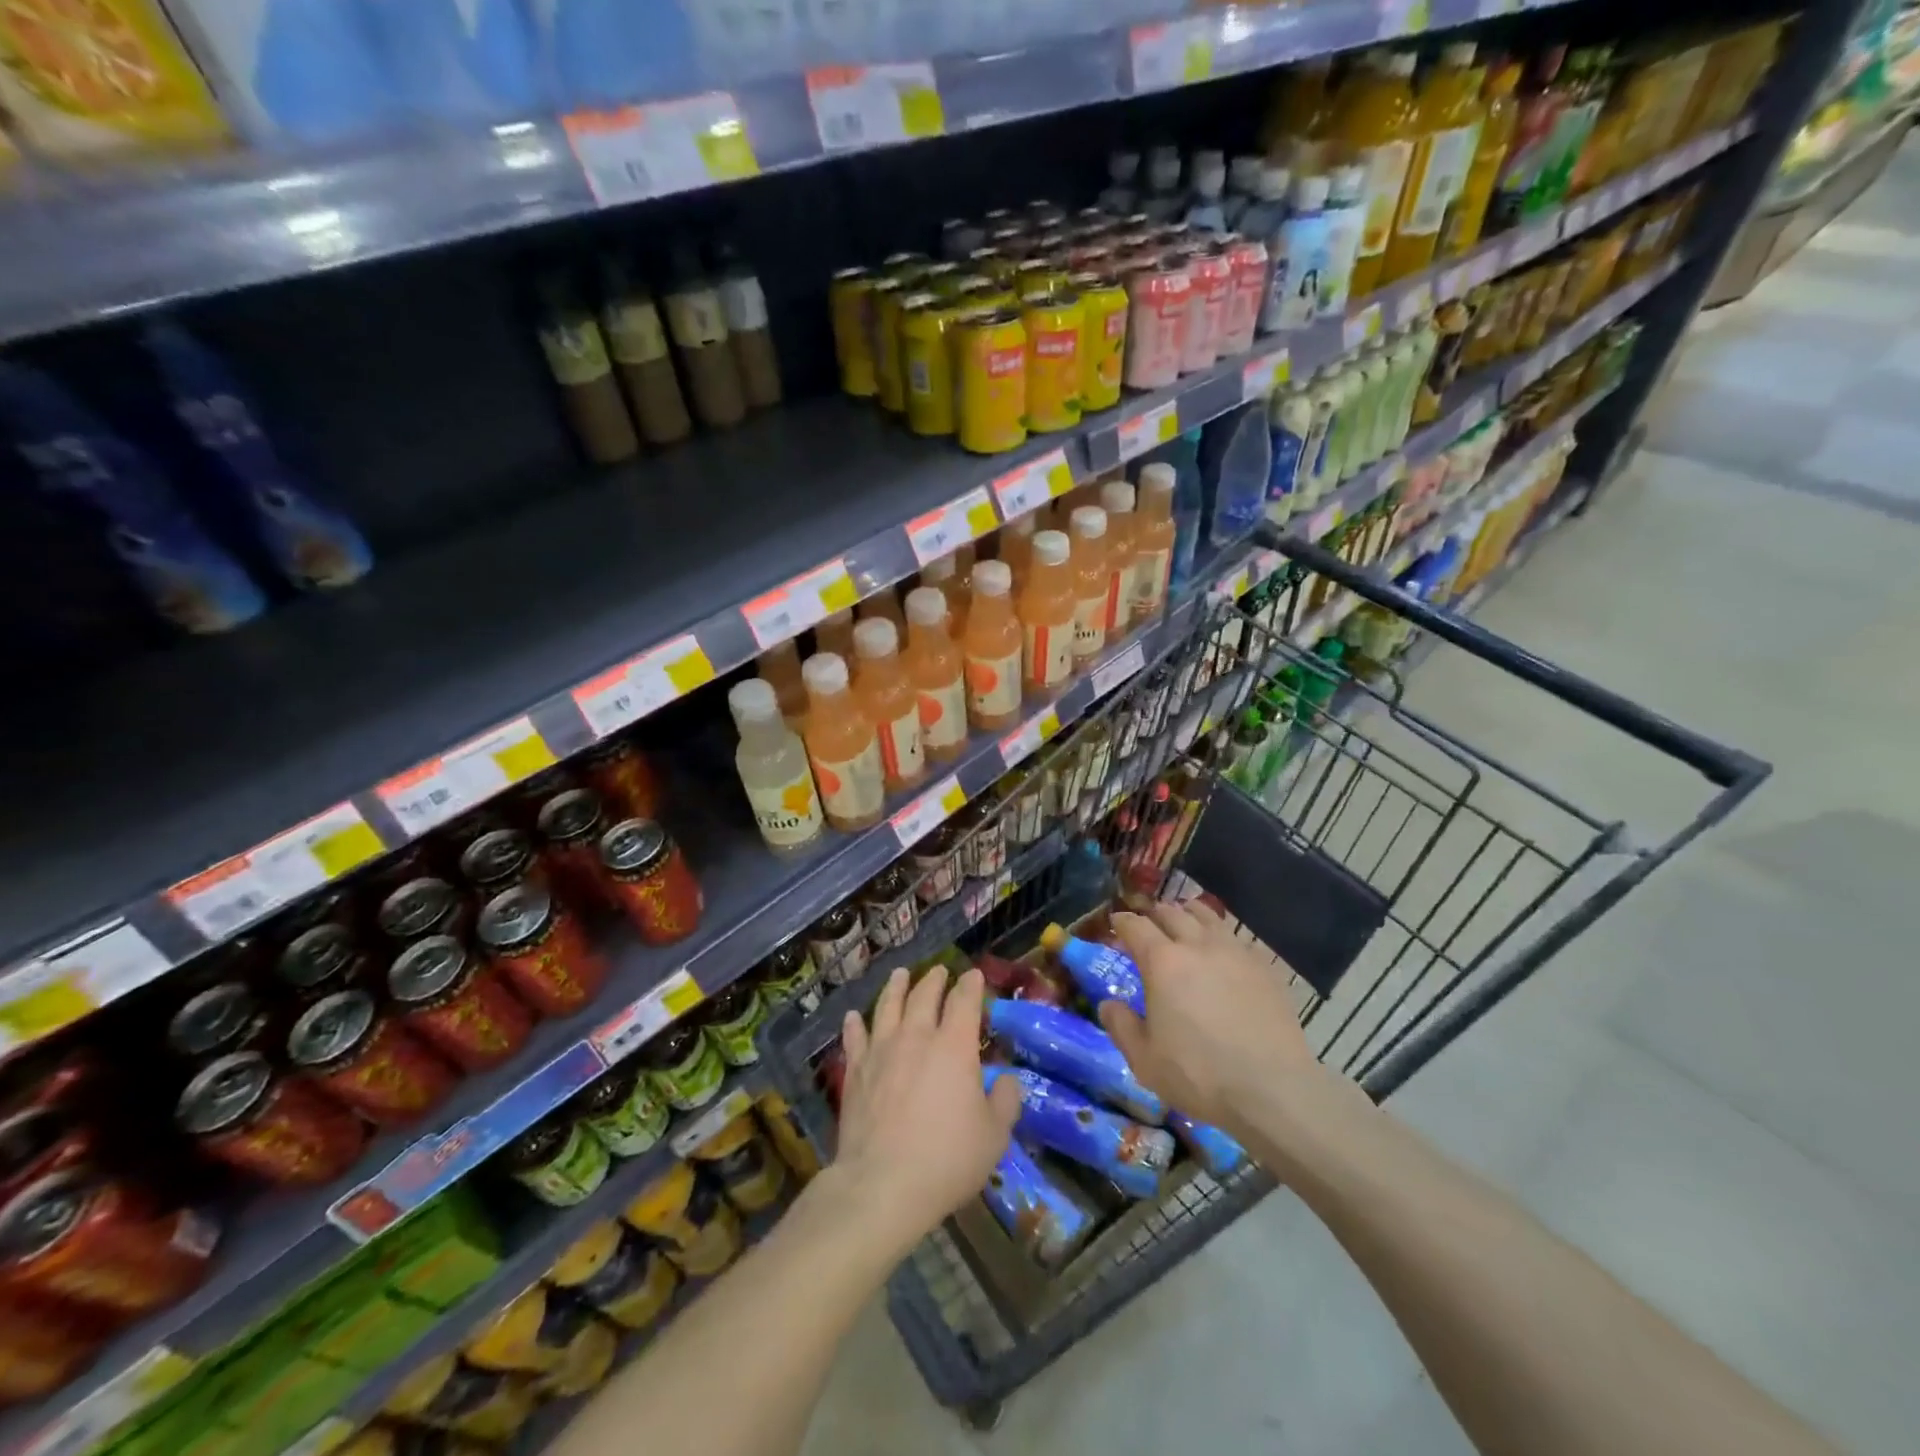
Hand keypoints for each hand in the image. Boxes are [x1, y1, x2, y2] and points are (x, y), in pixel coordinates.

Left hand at [833, 965, 1021, 1256]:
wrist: (882, 1184)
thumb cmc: (947, 1159)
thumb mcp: (994, 1136)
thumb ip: (1006, 1101)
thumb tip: (1007, 1080)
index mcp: (954, 1046)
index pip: (964, 1001)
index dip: (970, 985)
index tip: (973, 975)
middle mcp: (917, 1036)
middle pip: (924, 996)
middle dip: (935, 980)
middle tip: (939, 971)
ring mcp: (881, 1050)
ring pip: (888, 1006)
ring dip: (896, 987)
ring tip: (900, 974)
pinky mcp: (855, 1071)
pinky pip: (854, 1037)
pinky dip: (855, 1023)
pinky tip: (853, 1016)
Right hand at [1097, 900, 1316, 1130]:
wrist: (1273, 1090)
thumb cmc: (1199, 1075)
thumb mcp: (1144, 1060)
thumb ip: (1121, 1026)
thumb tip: (1108, 1004)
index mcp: (1162, 962)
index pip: (1135, 926)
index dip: (1122, 922)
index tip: (1115, 924)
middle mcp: (1197, 945)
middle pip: (1171, 913)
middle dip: (1154, 914)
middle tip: (1147, 924)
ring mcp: (1235, 953)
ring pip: (1207, 916)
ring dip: (1188, 914)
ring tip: (1184, 921)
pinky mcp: (1264, 967)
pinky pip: (1236, 938)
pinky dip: (1220, 935)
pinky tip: (1222, 951)